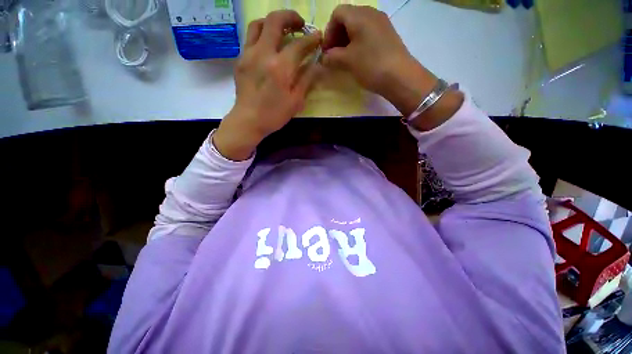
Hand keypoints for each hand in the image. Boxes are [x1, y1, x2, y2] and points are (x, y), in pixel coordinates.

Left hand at [214, 10, 321, 160]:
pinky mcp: (240, 59)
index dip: (312, 38)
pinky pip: (250, 38)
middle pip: (275, 21)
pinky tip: (269, 46)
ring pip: (258, 24)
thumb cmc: (274, 114)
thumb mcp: (296, 101)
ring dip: (273, 22)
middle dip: (291, 17)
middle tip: (300, 24)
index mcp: (280, 67)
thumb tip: (317, 65)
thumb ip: (307, 80)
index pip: (299, 44)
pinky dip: (262, 35)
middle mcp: (263, 53)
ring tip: (283, 29)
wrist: (248, 120)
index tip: (318, 36)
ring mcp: (248, 54)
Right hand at [321, 5, 460, 121]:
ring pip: (358, 26)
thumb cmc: (370, 65)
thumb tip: (324, 58)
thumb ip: (332, 57)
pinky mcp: (388, 35)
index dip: (329, 32)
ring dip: (348, 41)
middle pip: (348, 18)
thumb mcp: (347, 61)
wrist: (400, 77)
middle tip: (334, 55)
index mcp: (359, 15)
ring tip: (345, 59)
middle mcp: (371, 13)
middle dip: (337, 36)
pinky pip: (368, 33)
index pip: (337, 14)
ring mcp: (381, 23)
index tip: (327, 51)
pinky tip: (358, 58)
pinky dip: (359, 43)